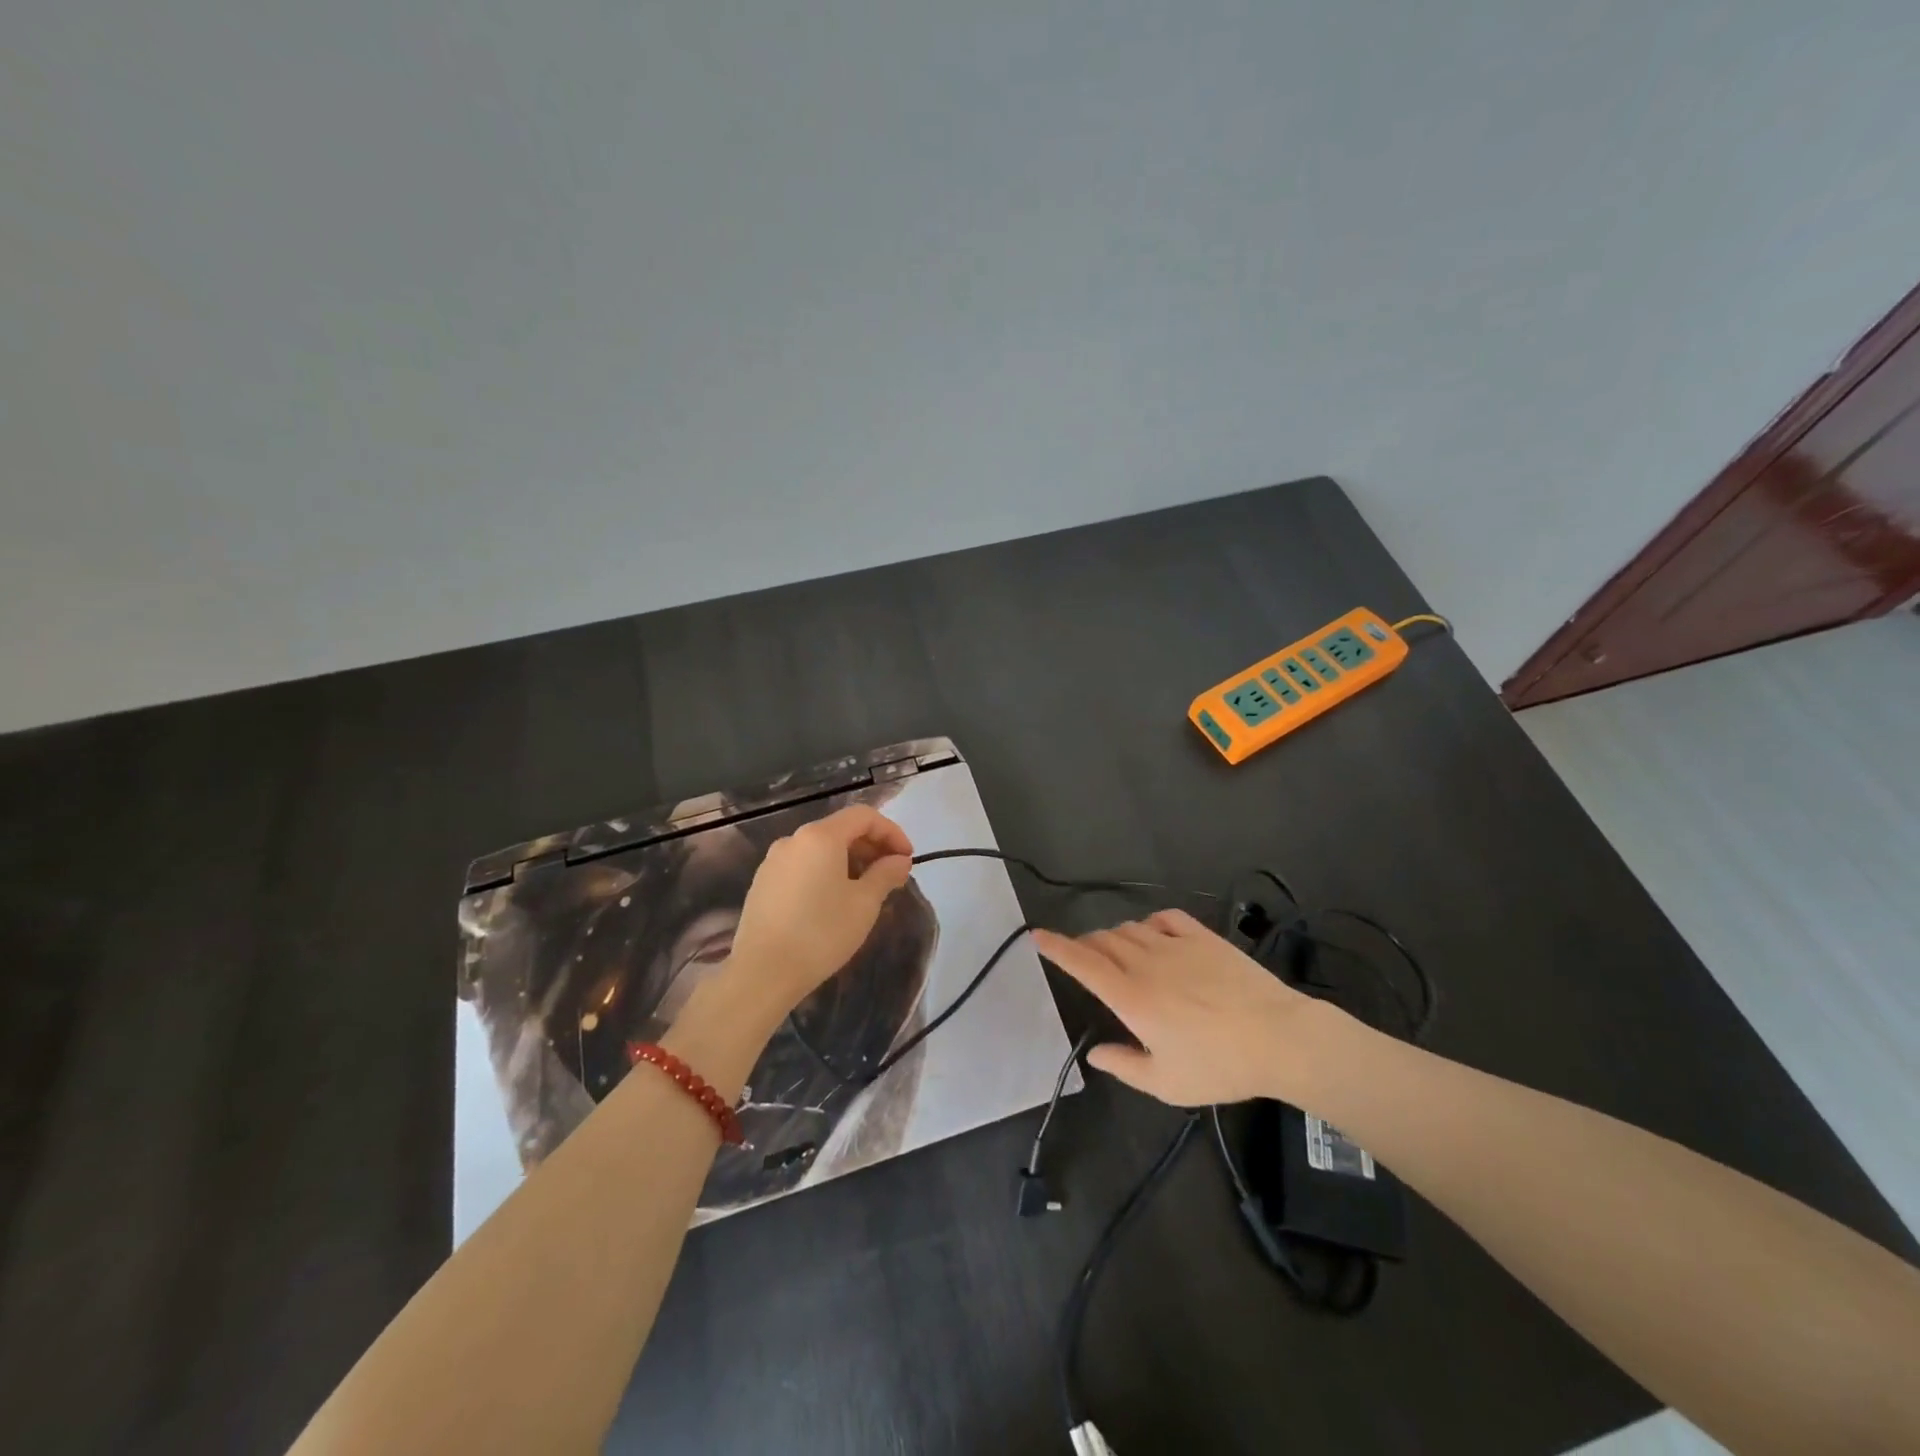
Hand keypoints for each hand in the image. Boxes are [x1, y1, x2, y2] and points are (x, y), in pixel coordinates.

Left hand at [723, 804, 914, 1018]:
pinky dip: (825, 872)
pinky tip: (833, 901)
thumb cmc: (821, 933)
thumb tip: (899, 860)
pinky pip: (802, 865)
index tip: (907, 859)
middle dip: (871, 846)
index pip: (863, 816)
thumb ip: (886, 874)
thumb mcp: (864, 903)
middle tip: (891, 875)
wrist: (762, 973)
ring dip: (849, 860)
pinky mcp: (763, 883)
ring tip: (865, 890)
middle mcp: (793, 840)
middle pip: (840, 829)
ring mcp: (773, 861)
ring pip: (820, 848)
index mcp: (820, 836)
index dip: (891, 832)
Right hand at [1032, 910, 1328, 1106]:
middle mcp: (1146, 963)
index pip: (1082, 963)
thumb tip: (1095, 1052)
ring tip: (1117, 952)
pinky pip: (1165, 918)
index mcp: (1131, 997)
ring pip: (1129, 928)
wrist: (1280, 1038)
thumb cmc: (1220, 1066)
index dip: (1056, 947)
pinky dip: (1148, 922)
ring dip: (1114, 936)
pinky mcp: (1203, 937)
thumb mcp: (1166, 1083)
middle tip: (1083, 958)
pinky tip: (1152, 934)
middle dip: (1084, 945)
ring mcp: (1176, 945)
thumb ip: (1124, 1066)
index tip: (1037, 935)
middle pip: (1102, 940)